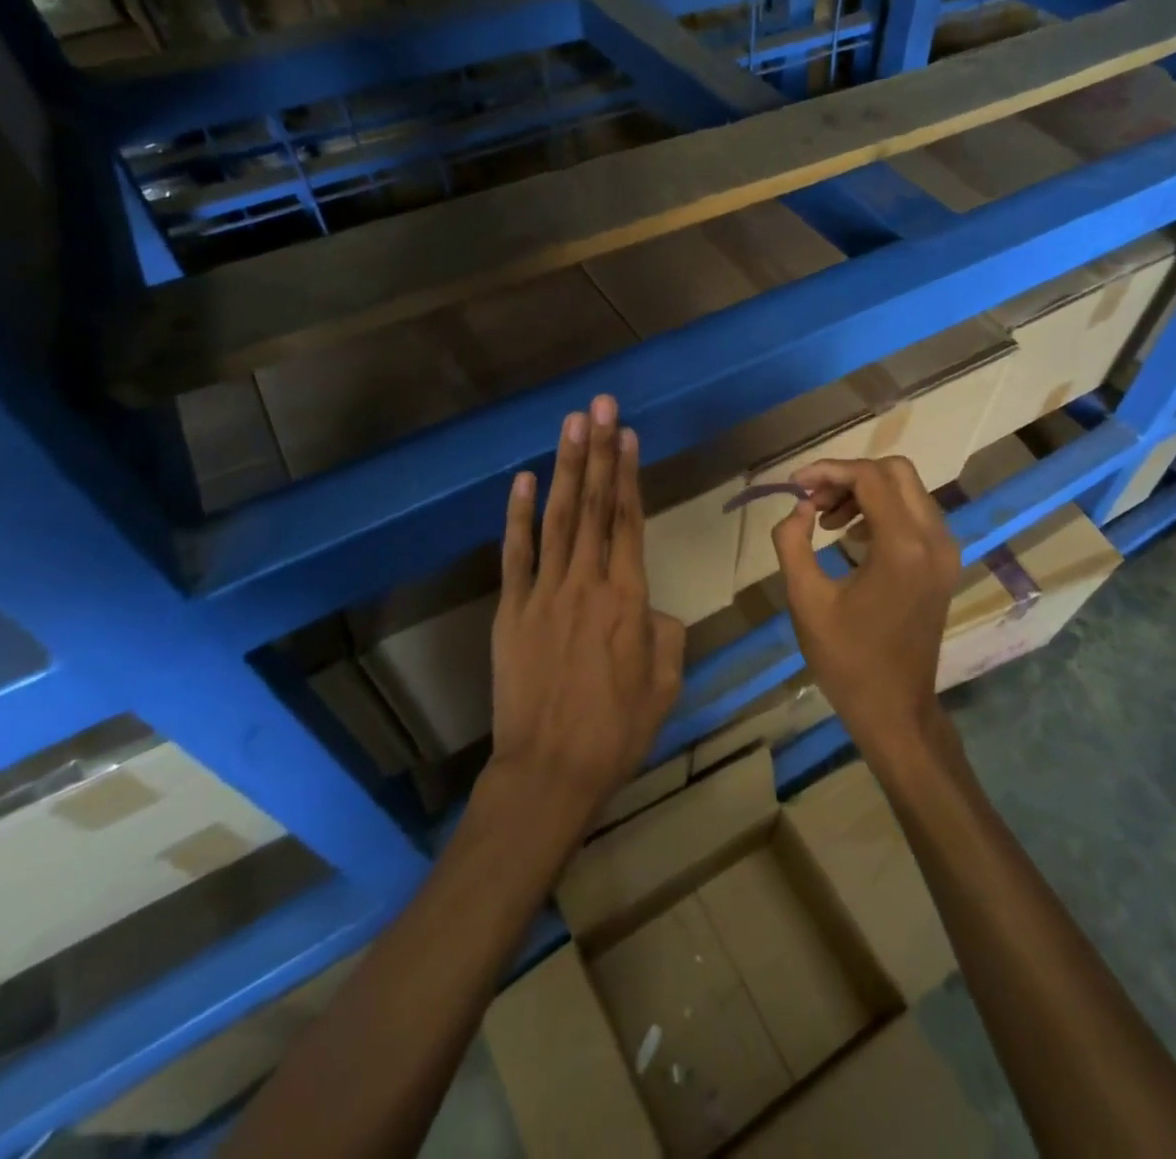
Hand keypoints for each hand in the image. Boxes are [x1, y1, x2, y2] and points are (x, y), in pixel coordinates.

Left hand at [489, 395, 683, 830]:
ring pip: (559, 519)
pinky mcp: (511, 610)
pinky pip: (515, 554)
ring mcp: (544, 593)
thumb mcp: (665, 683)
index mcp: (629, 599)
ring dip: (566, 468)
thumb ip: (664, 632)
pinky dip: (518, 516)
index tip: (626, 434)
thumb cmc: (617, 731)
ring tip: (572, 425)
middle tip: (600, 405)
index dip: (628, 474)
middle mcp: (587, 583)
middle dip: (598, 451)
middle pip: (595, 506)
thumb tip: (649, 607)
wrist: (550, 770)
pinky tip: (524, 480)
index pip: (629, 522)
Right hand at [770, 456, 959, 762]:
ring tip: (825, 520)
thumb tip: (799, 509)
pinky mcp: (944, 564)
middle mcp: (934, 539)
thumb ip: (793, 542)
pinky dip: (882, 510)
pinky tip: (851, 535)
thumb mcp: (805, 599)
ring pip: (908, 490)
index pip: (869, 477)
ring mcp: (945, 551)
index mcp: (902, 546)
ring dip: (865, 491)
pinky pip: (915, 514)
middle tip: (813, 501)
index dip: (828, 471)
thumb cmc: (846, 659)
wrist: (895, 709)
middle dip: (849, 475)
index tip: (795, 486)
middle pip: (896, 471)